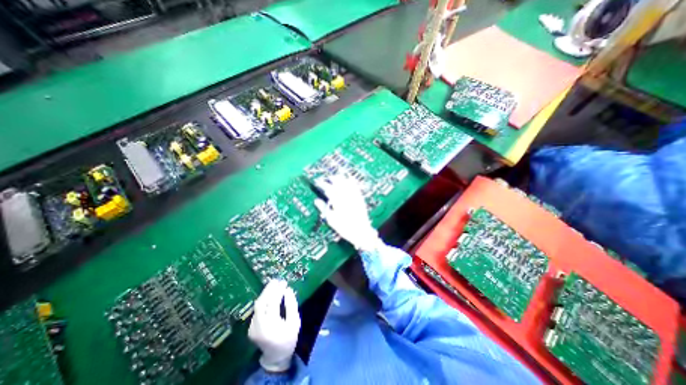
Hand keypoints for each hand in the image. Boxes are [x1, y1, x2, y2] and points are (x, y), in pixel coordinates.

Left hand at [249, 279, 298, 372]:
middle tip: (277, 280)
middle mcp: (258, 326)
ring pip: (257, 305)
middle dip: (269, 290)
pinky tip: (269, 294)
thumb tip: (288, 290)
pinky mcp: (251, 327)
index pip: (273, 303)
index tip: (284, 282)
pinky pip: (257, 309)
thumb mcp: (295, 322)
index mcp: (270, 326)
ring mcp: (252, 327)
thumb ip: (291, 305)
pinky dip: (264, 300)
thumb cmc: (289, 338)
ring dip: (265, 293)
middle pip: (261, 303)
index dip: (278, 291)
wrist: (276, 357)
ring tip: (273, 284)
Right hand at [313, 175, 383, 251]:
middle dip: (331, 179)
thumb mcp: (331, 220)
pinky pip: (356, 186)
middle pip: (337, 182)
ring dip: (340, 178)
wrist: (361, 232)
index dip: (322, 184)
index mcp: (337, 201)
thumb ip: (323, 208)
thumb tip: (316, 200)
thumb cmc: (345, 227)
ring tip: (336, 177)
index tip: (317, 182)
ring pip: (346, 182)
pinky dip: (352, 181)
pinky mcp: (360, 197)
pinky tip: (349, 177)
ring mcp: (354, 196)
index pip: (328, 188)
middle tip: (326, 179)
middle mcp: (346, 196)